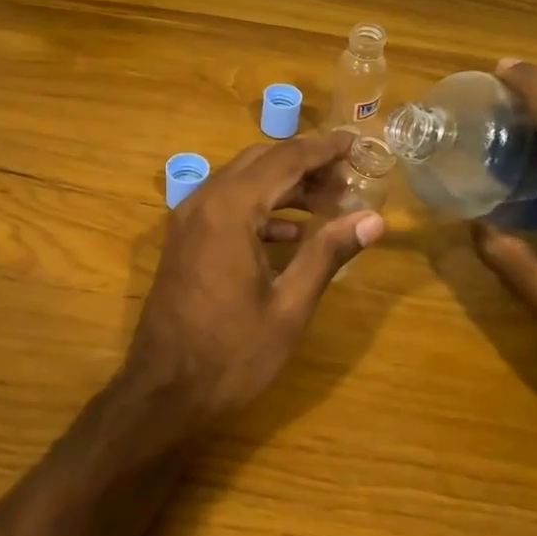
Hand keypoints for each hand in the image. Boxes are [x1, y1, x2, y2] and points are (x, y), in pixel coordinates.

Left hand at [125, 131, 385, 422]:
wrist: (163, 392)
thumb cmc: (231, 354)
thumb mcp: (289, 307)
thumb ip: (328, 254)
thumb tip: (374, 220)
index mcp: (230, 210)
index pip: (285, 159)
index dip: (323, 149)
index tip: (356, 143)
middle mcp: (204, 202)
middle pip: (261, 162)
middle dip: (305, 163)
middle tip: (348, 176)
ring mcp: (188, 220)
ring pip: (242, 181)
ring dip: (284, 185)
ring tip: (329, 201)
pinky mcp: (184, 240)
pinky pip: (226, 205)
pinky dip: (261, 208)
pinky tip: (292, 232)